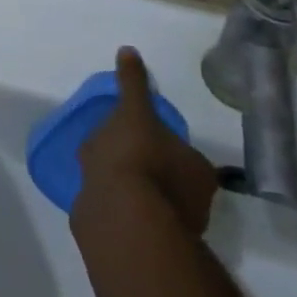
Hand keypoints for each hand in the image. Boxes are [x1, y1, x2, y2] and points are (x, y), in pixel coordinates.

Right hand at [76, 46, 220, 236]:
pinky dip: (117, 206)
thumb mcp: (133, 111)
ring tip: (98, 170)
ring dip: (129, 186)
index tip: (134, 130)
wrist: (120, 217)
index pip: (182, 149)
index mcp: (198, 171)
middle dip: (144, 163)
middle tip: (114, 149)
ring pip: (150, 198)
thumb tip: (130, 50)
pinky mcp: (145, 246)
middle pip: (169, 176)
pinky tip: (97, 194)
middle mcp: (195, 203)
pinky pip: (132, 218)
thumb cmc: (135, 157)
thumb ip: (133, 83)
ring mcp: (171, 229)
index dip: (158, 138)